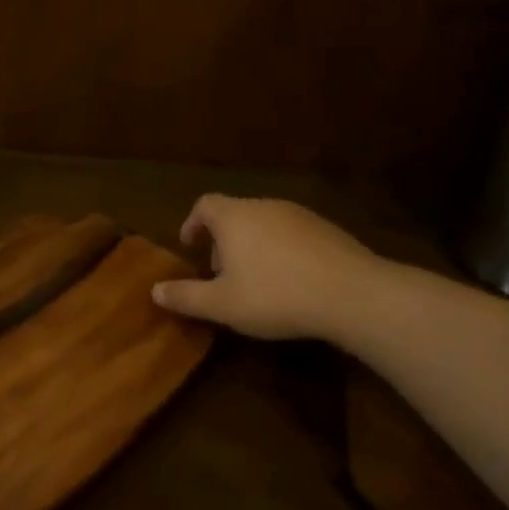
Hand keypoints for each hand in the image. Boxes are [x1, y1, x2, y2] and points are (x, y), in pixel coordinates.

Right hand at [152, 194, 384, 342]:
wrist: (353, 294)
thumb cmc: (275, 295)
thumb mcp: (222, 305)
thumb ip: (186, 296)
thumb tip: (154, 290)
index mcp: (234, 217)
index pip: (204, 205)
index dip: (192, 223)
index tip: (190, 246)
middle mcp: (265, 206)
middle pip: (235, 213)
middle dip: (223, 240)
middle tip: (220, 273)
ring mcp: (300, 215)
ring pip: (264, 224)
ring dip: (252, 246)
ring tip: (255, 281)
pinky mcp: (328, 230)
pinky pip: (292, 234)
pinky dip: (281, 251)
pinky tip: (291, 282)